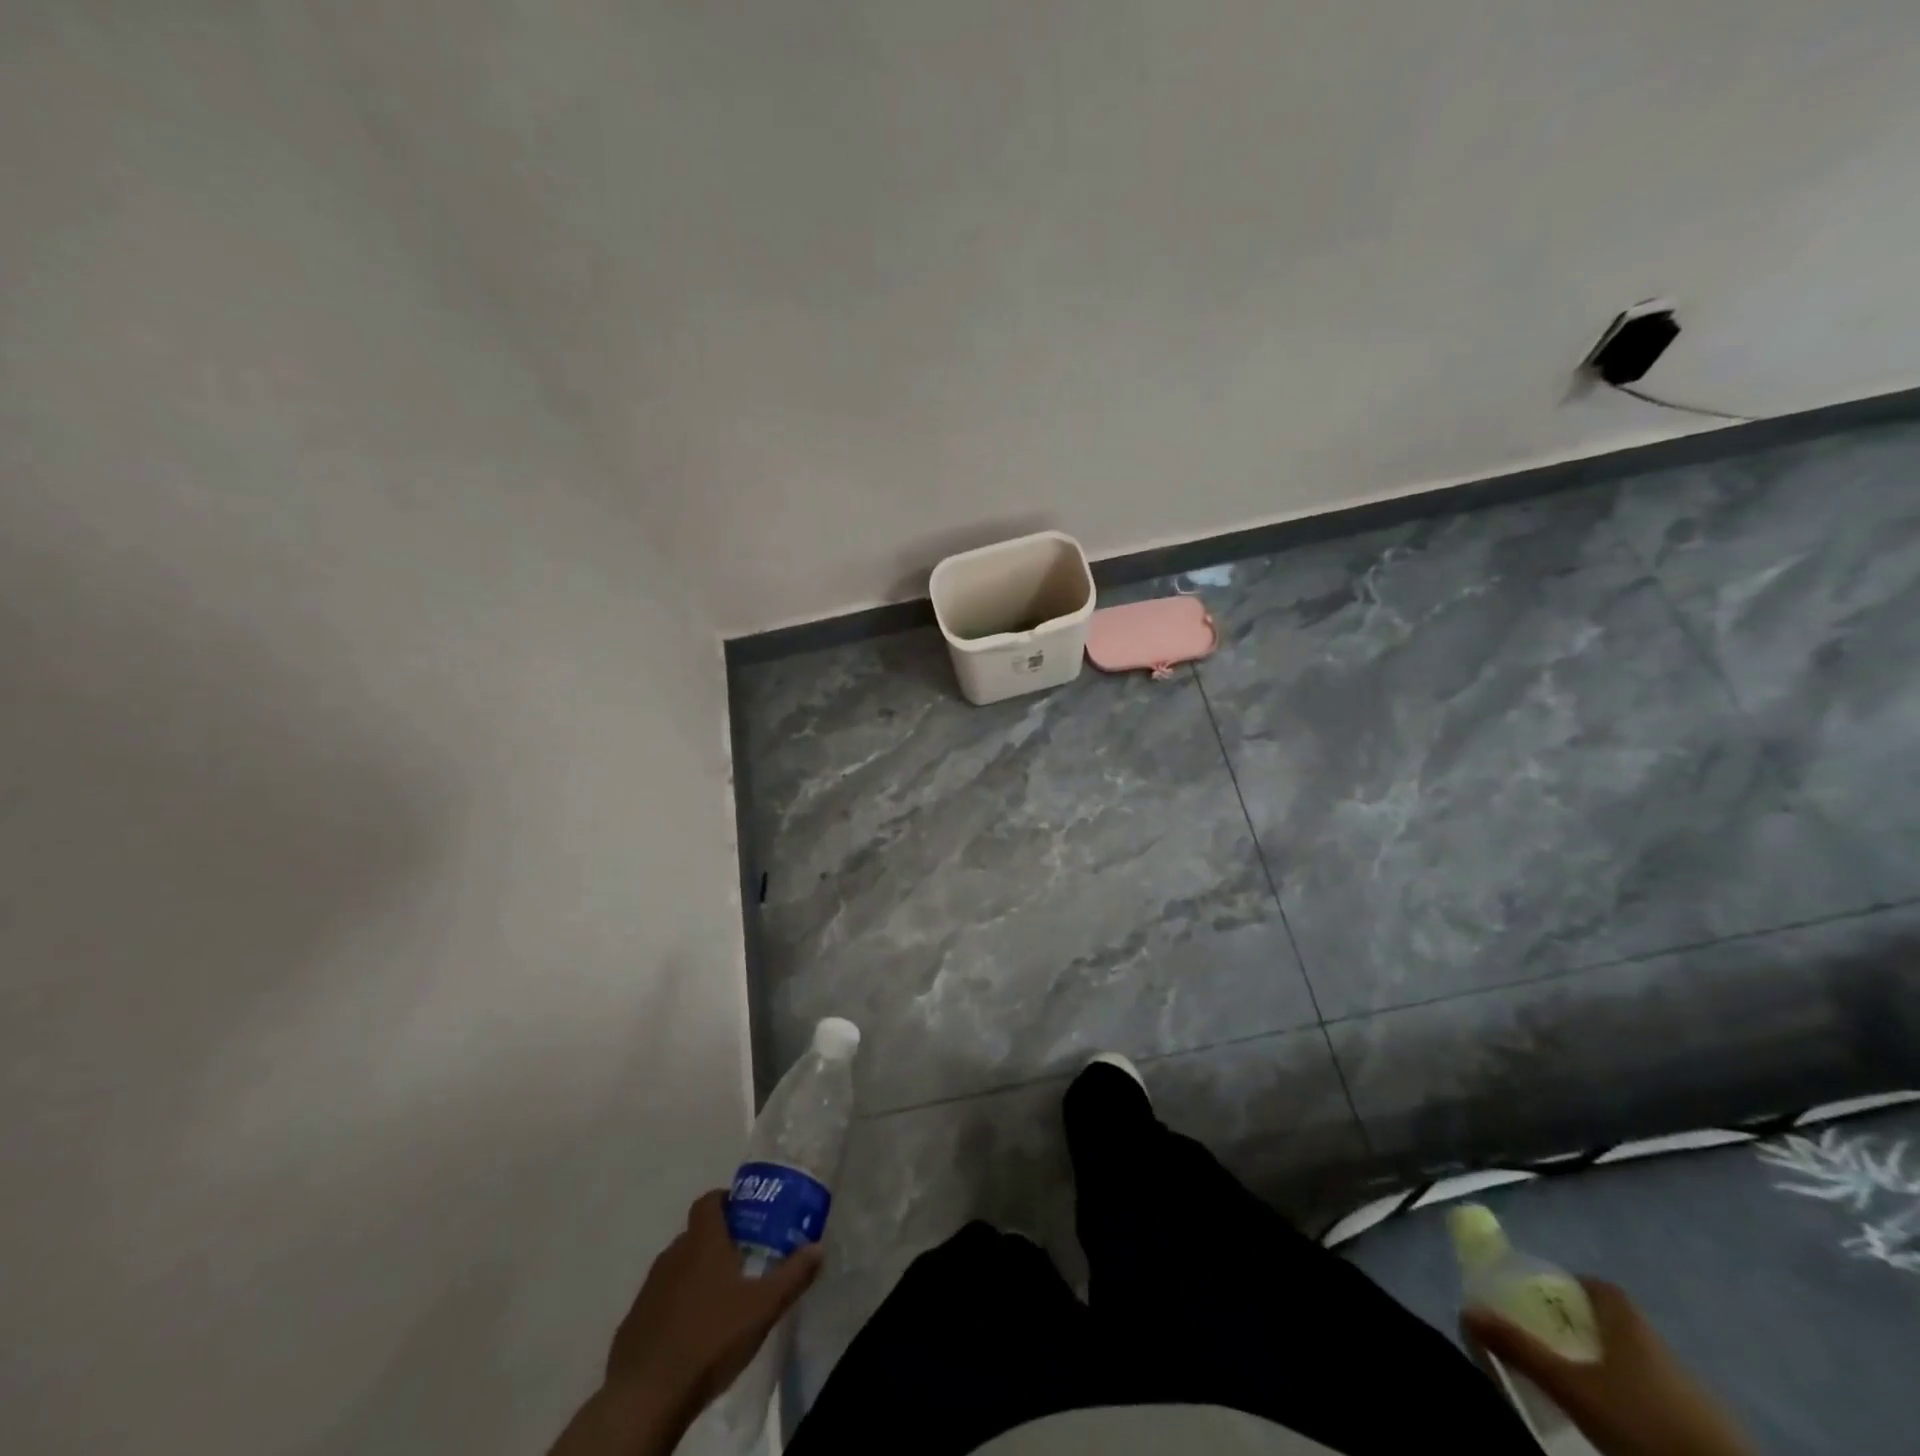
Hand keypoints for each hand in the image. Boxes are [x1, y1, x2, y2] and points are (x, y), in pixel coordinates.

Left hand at [547, 1191, 821, 1455]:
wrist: (645, 1396)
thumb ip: (793, 1275)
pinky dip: (677, 1304)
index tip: (745, 1212)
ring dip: (697, 1273)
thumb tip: (818, 1247)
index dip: (726, 1200)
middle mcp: (673, 1254)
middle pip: (696, 1234)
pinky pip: (661, 1299)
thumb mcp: (763, 1307)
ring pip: (678, 1267)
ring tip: (721, 1296)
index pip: (709, 1201)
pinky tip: (693, 1330)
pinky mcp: (634, 1321)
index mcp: (702, 1241)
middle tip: (744, 1258)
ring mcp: (649, 1288)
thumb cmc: (710, 1338)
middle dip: (718, 1240)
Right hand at [1462, 1278, 1752, 1455]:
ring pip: (1642, 1362)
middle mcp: (1660, 1344)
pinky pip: (1664, 1396)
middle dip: (1586, 1329)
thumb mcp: (1571, 1388)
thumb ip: (1520, 1348)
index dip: (1570, 1286)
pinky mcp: (1712, 1426)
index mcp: (1628, 1323)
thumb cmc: (1642, 1422)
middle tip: (1554, 1344)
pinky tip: (1625, 1420)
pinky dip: (1639, 1398)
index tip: (1546, 1300)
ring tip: (1585, 1387)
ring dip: (1613, 1367)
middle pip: (1618, 1324)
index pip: (1599, 1286)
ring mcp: (1693, 1387)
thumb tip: (1467, 1309)